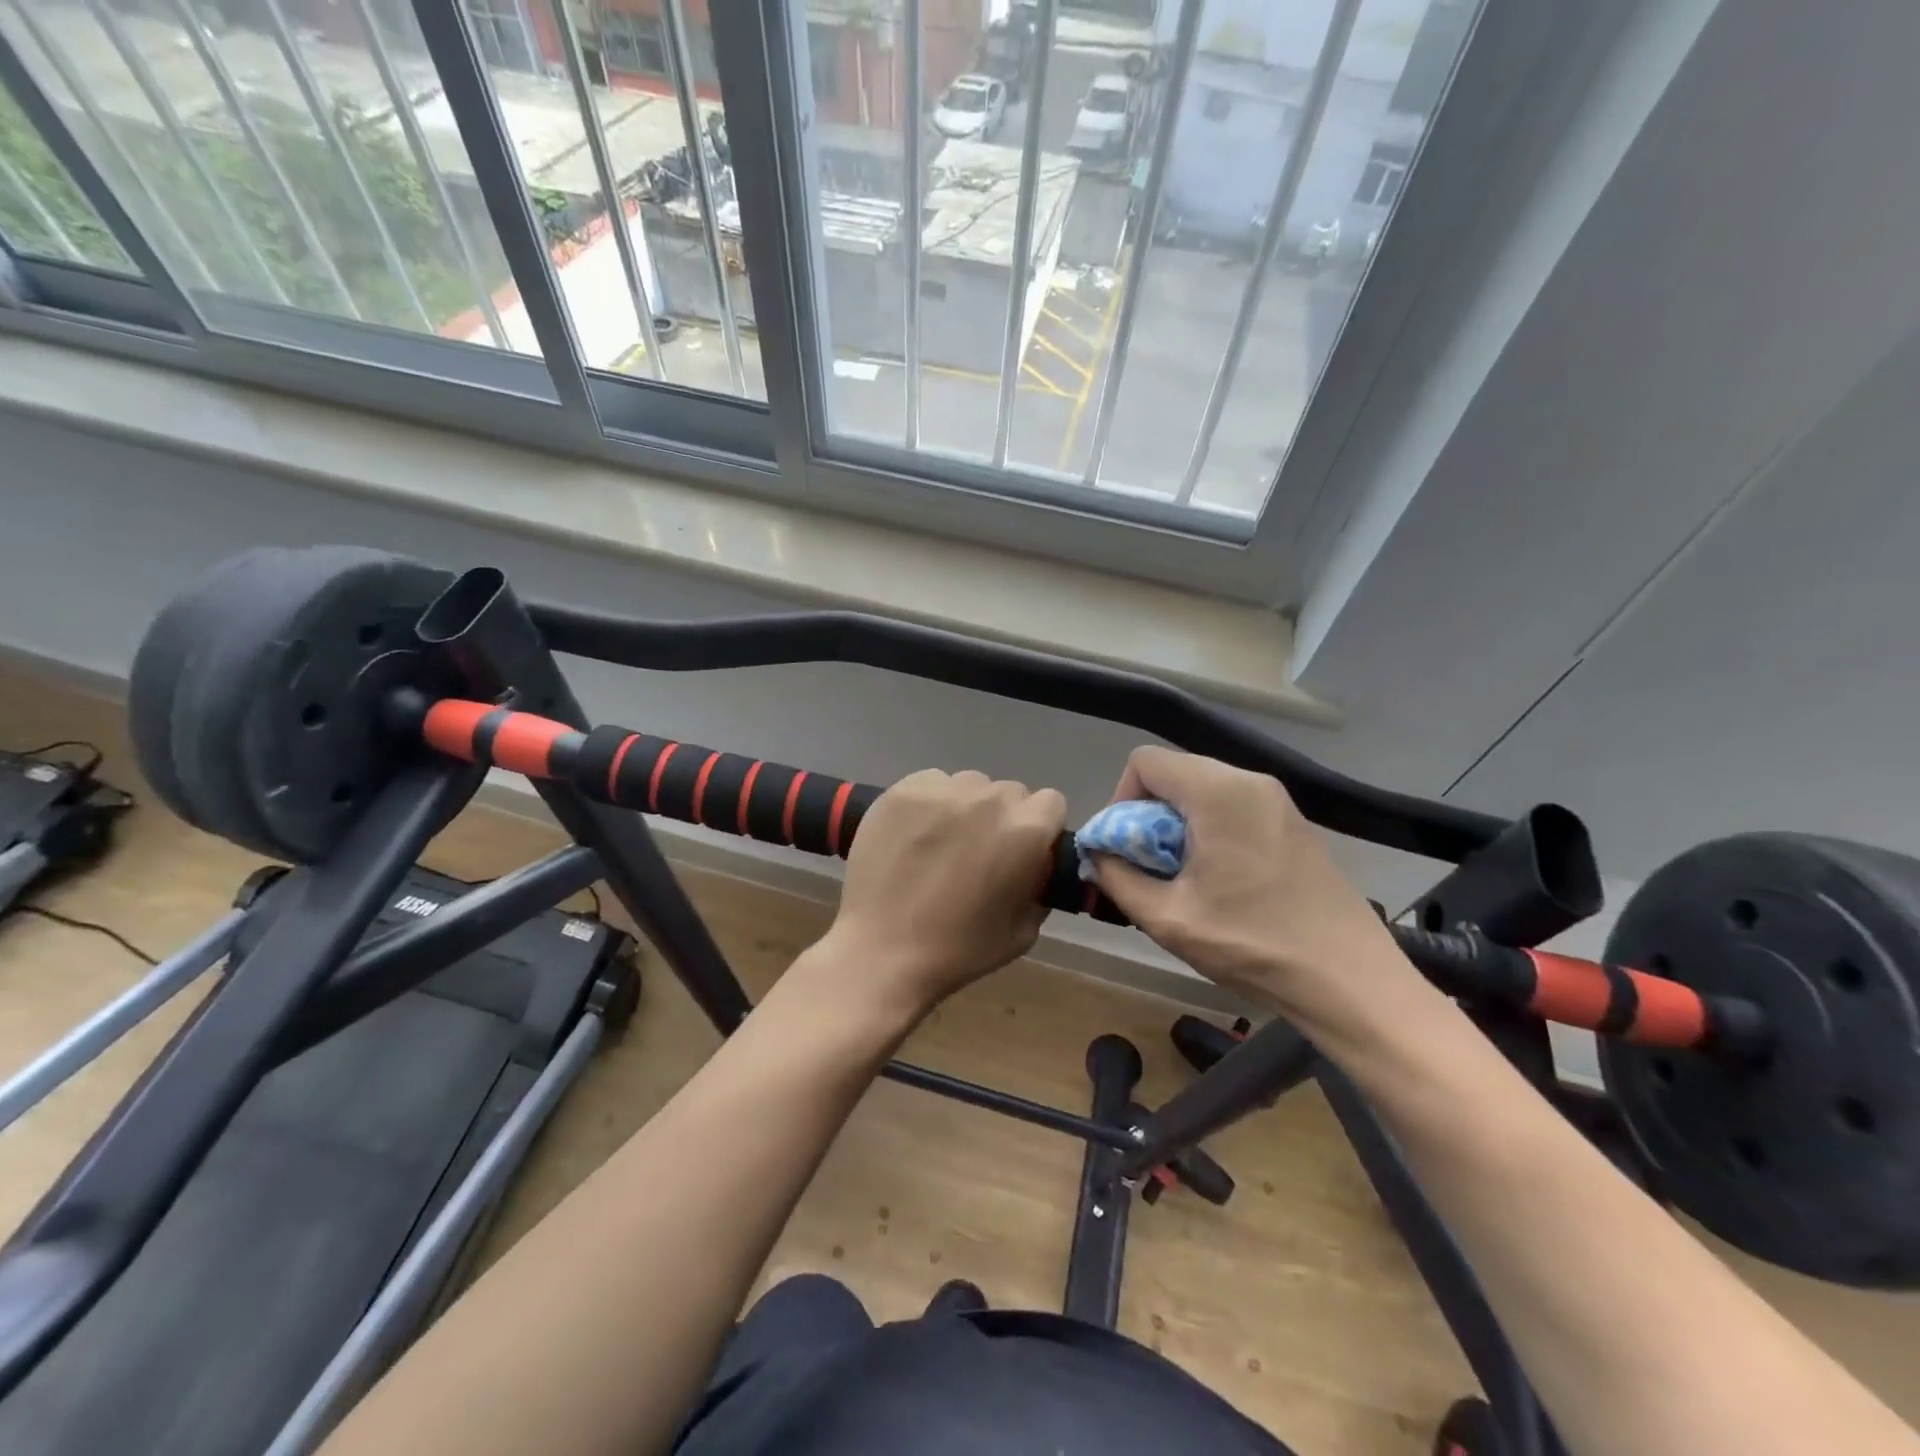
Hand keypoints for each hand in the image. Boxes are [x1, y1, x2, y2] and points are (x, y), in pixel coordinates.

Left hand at [816, 769, 1066, 1018]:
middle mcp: (989, 798)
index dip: (1041, 828)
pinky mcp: (903, 789)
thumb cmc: (960, 949)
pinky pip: (932, 783)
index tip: (1024, 851)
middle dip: (1003, 817)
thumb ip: (1040, 883)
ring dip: (968, 807)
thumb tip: (1036, 862)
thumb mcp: (1024, 930)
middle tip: (981, 851)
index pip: (1051, 803)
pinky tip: (915, 834)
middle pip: (1010, 792)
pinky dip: (931, 803)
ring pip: (970, 784)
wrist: (882, 950)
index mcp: (1026, 830)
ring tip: (944, 842)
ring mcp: (943, 789)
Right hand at [1090, 747, 1399, 1022]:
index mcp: (1218, 792)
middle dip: (1148, 815)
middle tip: (1150, 868)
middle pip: (1175, 773)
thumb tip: (1097, 855)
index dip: (1121, 799)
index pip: (1145, 761)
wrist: (1350, 980)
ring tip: (1184, 879)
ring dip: (1179, 825)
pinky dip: (1211, 831)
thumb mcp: (1168, 918)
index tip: (1125, 847)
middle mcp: (1249, 781)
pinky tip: (1221, 881)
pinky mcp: (1294, 823)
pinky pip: (1234, 807)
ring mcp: (1278, 800)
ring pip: (1204, 791)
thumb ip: (1117, 878)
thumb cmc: (1253, 944)